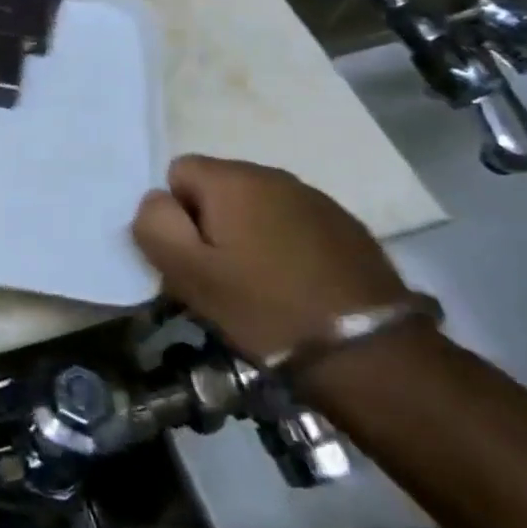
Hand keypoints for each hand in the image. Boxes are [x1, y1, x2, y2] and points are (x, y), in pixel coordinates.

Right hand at [131, 154, 408, 363]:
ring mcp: (317, 200)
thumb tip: (158, 201)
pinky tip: (297, 286)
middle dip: (211, 223)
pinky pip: (294, 225)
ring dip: (249, 234)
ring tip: (260, 285)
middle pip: (218, 187)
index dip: (176, 214)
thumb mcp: (189, 273)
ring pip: (257, 207)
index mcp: (233, 179)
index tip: (192, 258)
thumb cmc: (266, 309)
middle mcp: (274, 175)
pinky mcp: (349, 229)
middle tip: (220, 276)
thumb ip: (155, 225)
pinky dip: (285, 247)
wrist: (372, 356)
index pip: (178, 171)